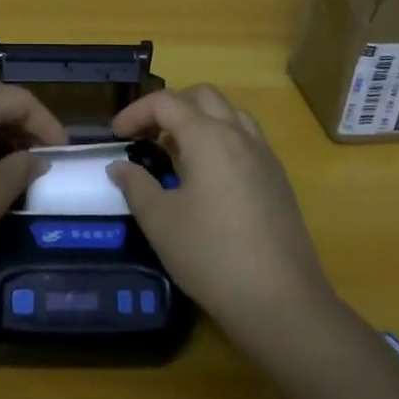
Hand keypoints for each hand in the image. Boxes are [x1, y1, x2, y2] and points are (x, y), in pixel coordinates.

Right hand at [110, 86, 334, 342]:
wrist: (283, 302)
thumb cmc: (212, 256)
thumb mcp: (160, 222)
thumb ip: (136, 185)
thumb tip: (120, 166)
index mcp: (208, 136)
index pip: (165, 102)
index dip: (135, 112)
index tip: (115, 136)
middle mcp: (239, 134)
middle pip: (202, 96)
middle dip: (170, 107)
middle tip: (147, 136)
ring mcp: (264, 156)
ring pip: (229, 114)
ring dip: (199, 120)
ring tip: (177, 153)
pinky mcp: (278, 179)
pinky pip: (246, 139)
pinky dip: (221, 140)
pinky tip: (209, 178)